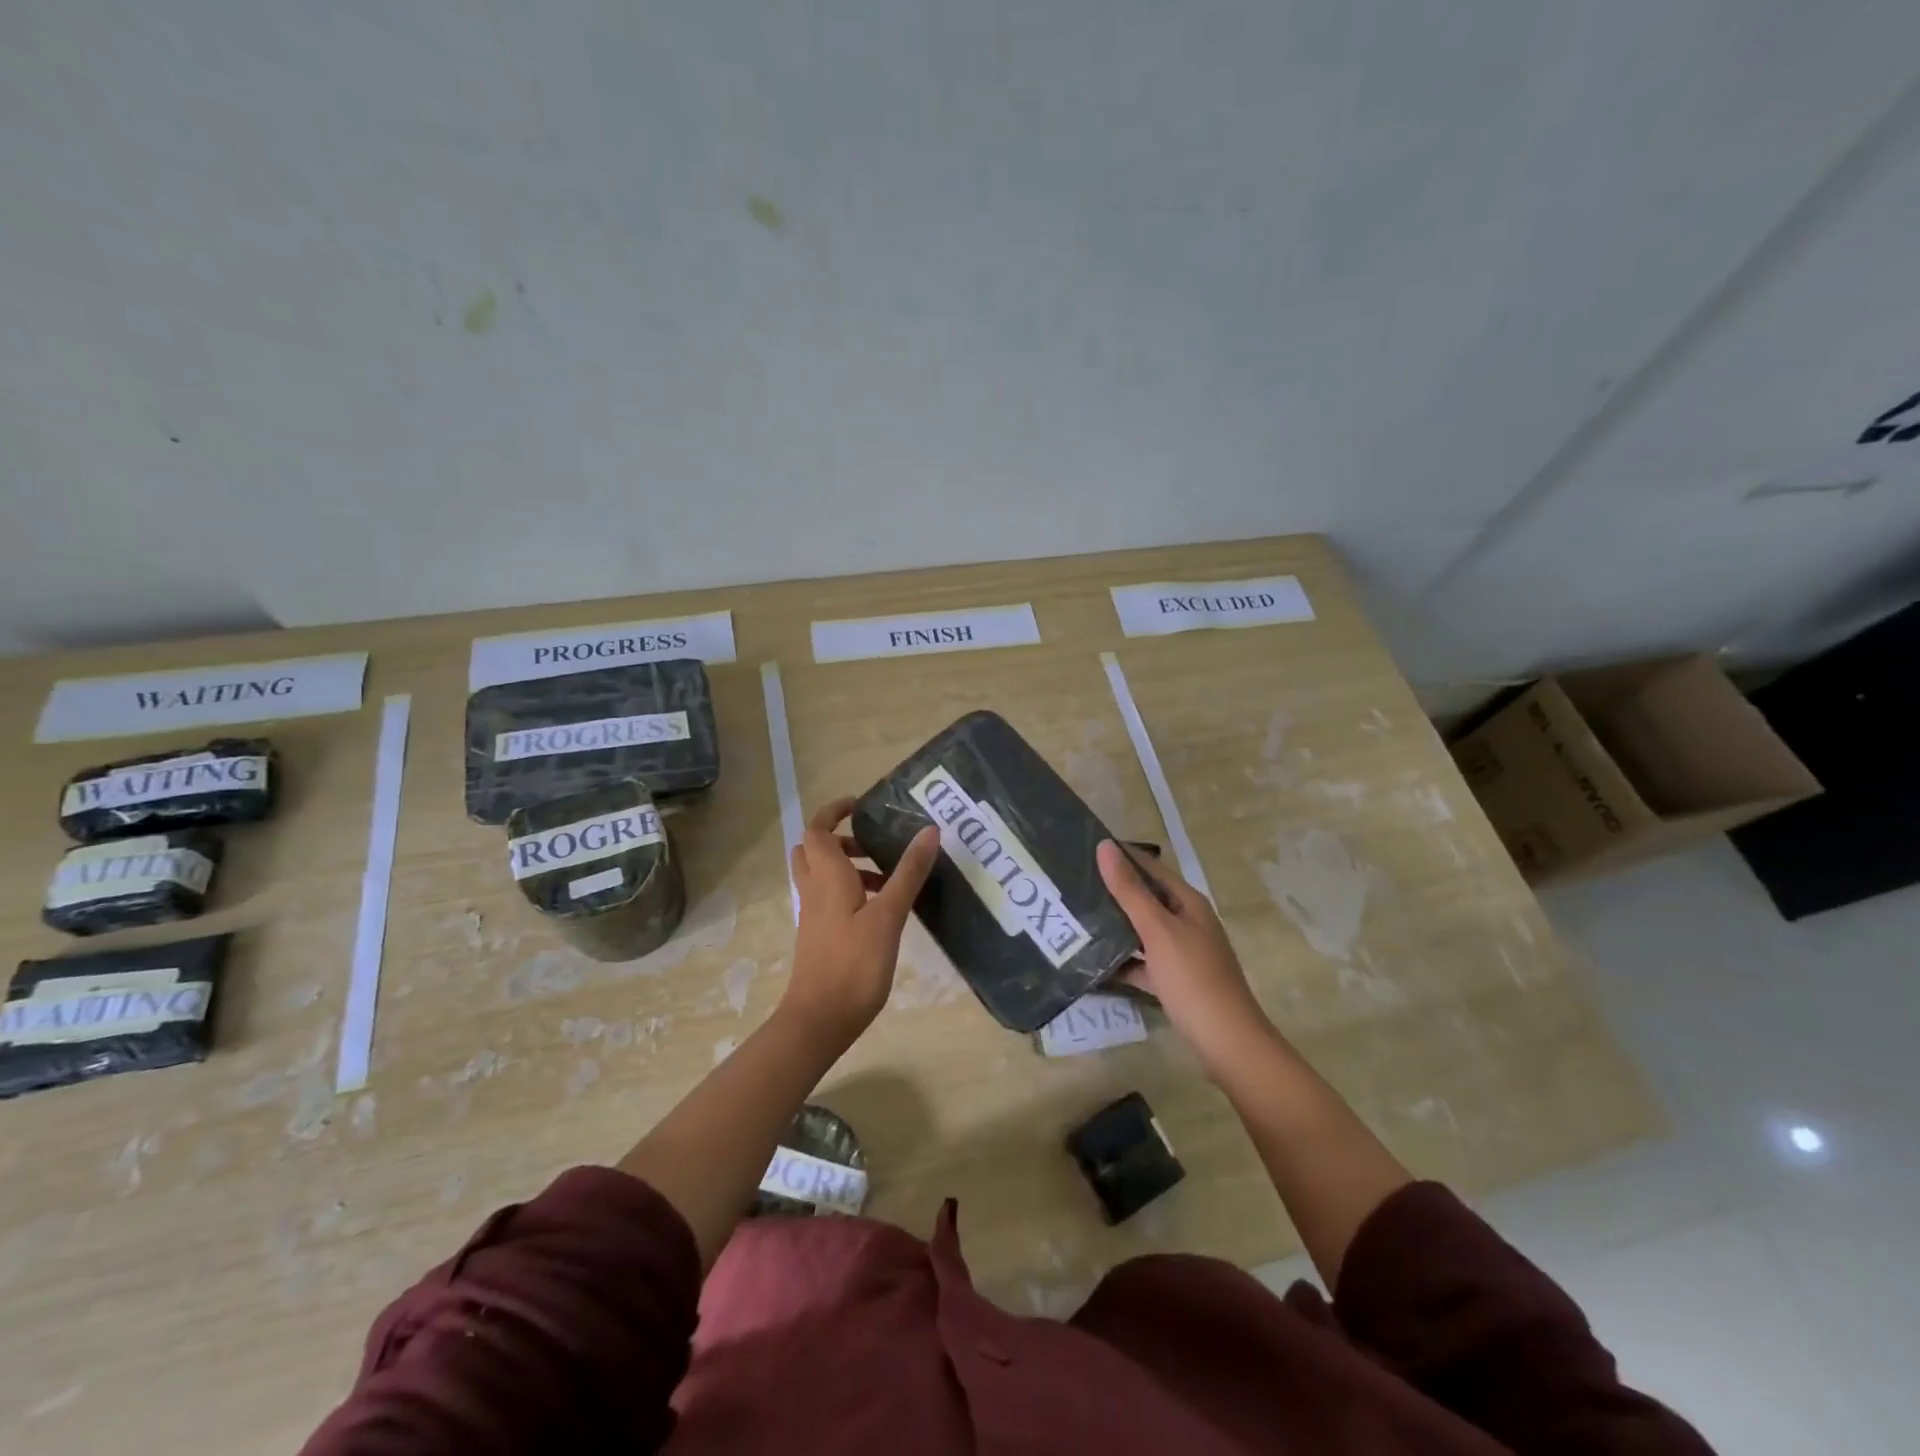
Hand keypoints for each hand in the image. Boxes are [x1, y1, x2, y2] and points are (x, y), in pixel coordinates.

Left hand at [783, 798, 939, 1044]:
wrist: (820, 1020)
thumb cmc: (854, 963)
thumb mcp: (889, 915)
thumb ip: (908, 873)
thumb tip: (929, 831)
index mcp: (826, 877)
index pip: (817, 829)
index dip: (833, 811)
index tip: (861, 804)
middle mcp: (814, 890)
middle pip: (814, 850)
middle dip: (841, 838)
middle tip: (874, 844)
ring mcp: (814, 915)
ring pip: (822, 875)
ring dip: (849, 866)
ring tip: (889, 878)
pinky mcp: (820, 935)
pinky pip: (829, 898)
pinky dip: (850, 890)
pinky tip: (882, 910)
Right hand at [1097, 840, 1271, 1076]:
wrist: (1227, 1044)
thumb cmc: (1193, 979)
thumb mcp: (1158, 931)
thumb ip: (1130, 891)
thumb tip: (1105, 847)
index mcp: (1187, 903)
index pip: (1150, 867)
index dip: (1120, 856)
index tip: (1082, 849)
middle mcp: (1185, 922)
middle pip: (1144, 898)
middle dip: (1111, 891)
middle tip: (1070, 883)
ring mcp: (1179, 952)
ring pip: (1140, 930)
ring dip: (1113, 924)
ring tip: (1074, 916)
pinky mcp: (1171, 980)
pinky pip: (1140, 962)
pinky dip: (1120, 960)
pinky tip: (1092, 962)